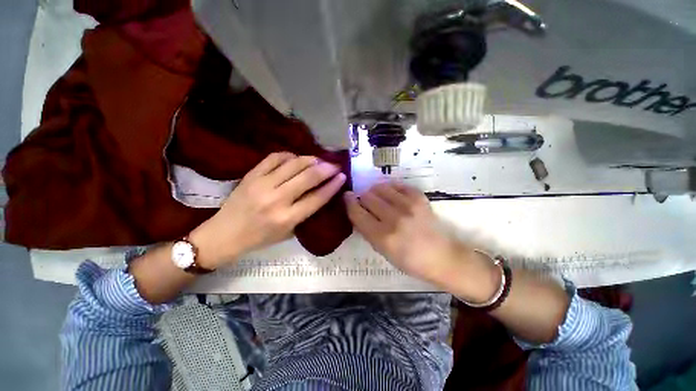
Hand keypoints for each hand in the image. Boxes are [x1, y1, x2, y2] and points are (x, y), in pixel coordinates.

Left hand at [190, 152, 345, 268]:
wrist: (224, 235)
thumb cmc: (259, 238)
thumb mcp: (288, 233)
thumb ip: (305, 213)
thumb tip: (321, 193)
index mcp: (287, 219)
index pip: (317, 198)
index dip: (332, 185)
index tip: (342, 176)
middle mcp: (276, 200)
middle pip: (308, 178)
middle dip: (326, 168)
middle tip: (335, 164)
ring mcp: (262, 185)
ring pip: (293, 164)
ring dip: (310, 159)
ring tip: (319, 160)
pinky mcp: (251, 175)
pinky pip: (274, 158)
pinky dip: (289, 155)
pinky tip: (296, 158)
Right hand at [343, 182, 465, 283]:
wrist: (441, 256)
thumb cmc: (409, 260)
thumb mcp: (382, 251)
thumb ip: (367, 230)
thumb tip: (356, 210)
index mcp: (382, 237)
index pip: (357, 212)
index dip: (349, 202)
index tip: (347, 197)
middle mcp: (394, 219)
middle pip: (367, 196)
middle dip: (363, 199)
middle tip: (367, 204)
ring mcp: (408, 206)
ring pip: (380, 187)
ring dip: (376, 192)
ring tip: (380, 199)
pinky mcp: (419, 198)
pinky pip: (397, 185)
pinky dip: (391, 189)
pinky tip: (393, 196)